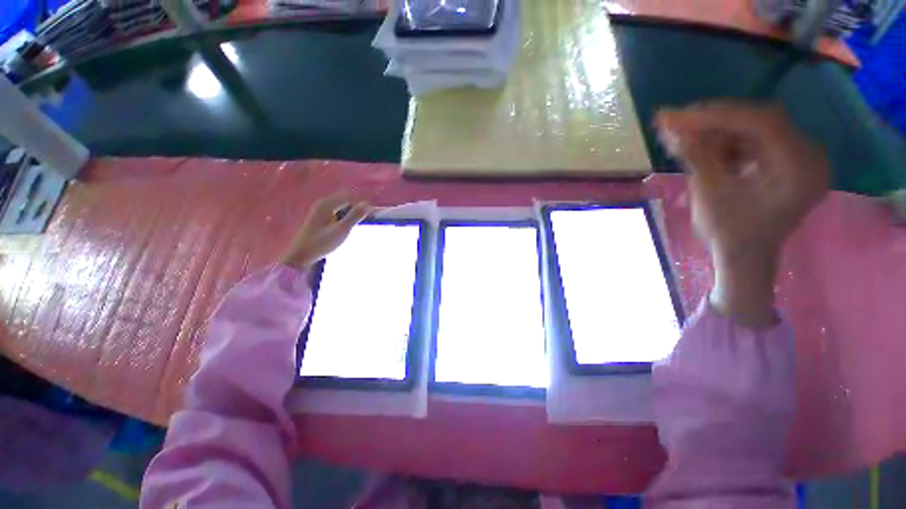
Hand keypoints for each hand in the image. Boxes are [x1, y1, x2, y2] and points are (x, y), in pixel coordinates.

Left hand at [281, 194, 371, 270]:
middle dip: (360, 204)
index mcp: (327, 204)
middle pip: (347, 198)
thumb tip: (367, 205)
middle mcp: (324, 203)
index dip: (363, 202)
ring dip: (355, 209)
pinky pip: (340, 209)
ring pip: (344, 204)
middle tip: (373, 212)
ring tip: (367, 216)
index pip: (350, 196)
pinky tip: (353, 221)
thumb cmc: (321, 243)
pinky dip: (349, 213)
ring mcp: (322, 209)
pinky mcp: (323, 216)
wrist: (301, 255)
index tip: (376, 209)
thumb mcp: (341, 230)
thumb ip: (355, 216)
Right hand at [656, 102, 829, 327]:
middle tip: (675, 119)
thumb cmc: (730, 234)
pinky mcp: (782, 162)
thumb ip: (695, 155)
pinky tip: (698, 144)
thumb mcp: (710, 193)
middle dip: (713, 121)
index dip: (719, 115)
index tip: (680, 114)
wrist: (744, 259)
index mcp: (800, 167)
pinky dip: (723, 142)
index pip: (763, 122)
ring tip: (679, 132)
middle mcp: (807, 156)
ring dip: (714, 130)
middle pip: (758, 122)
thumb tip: (669, 125)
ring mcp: (796, 158)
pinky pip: (751, 142)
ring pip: (751, 131)